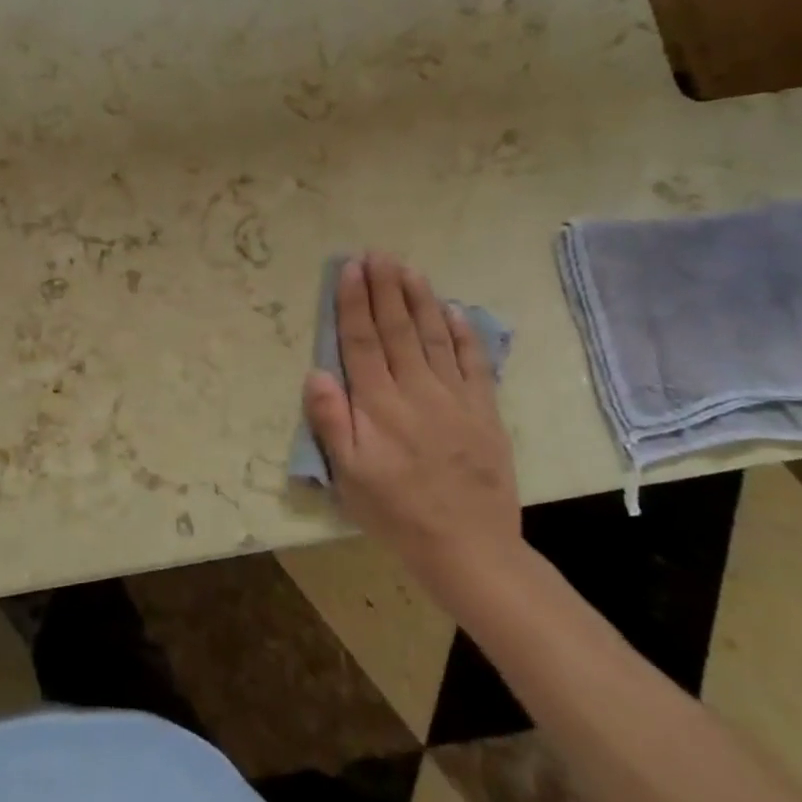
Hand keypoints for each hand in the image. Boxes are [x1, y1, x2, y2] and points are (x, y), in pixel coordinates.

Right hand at [302, 254, 521, 601]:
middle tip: (378, 254)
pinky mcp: (485, 412)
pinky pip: (474, 363)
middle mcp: (416, 391)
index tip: (351, 269)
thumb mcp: (348, 475)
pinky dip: (464, 334)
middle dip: (386, 288)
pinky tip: (454, 311)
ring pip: (435, 337)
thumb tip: (317, 371)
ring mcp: (455, 399)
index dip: (355, 303)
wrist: (468, 548)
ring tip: (409, 270)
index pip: (362, 341)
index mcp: (378, 405)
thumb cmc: (396, 511)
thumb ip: (332, 420)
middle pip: (398, 329)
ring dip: (420, 300)